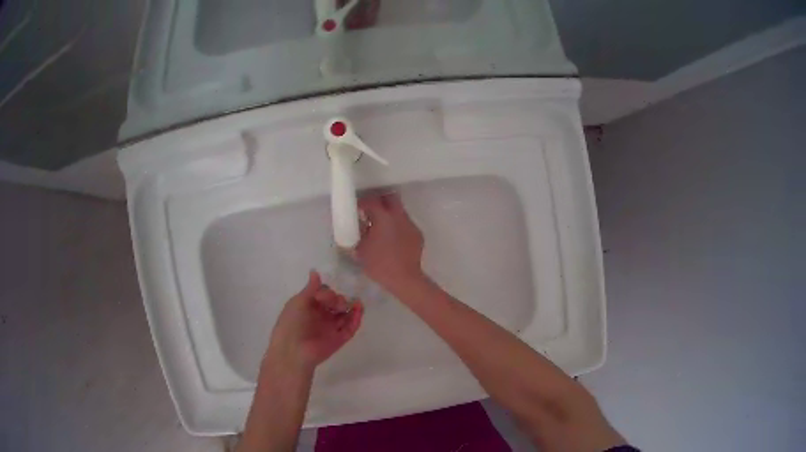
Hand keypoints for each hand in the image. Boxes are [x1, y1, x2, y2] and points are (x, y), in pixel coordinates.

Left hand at [266, 271, 363, 369]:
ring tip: (355, 303)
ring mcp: (331, 328)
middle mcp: (321, 317)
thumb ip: (311, 288)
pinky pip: (351, 327)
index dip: (327, 293)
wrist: (293, 350)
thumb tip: (315, 271)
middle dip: (339, 299)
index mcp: (309, 307)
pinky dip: (357, 318)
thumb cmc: (291, 323)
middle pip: (336, 303)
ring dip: (351, 306)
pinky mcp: (340, 339)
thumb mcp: (298, 302)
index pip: (324, 294)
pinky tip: (359, 308)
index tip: (323, 296)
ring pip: (345, 315)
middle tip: (336, 303)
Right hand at [356, 193, 425, 294]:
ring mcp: (410, 224)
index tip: (357, 208)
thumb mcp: (361, 248)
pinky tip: (393, 240)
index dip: (363, 202)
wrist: (404, 279)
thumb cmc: (379, 264)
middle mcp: (399, 216)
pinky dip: (398, 227)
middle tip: (371, 211)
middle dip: (380, 201)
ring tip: (382, 227)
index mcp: (383, 217)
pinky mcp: (418, 234)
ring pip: (399, 211)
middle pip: (390, 198)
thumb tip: (360, 225)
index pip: (372, 200)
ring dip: (390, 215)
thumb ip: (359, 232)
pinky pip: (405, 224)